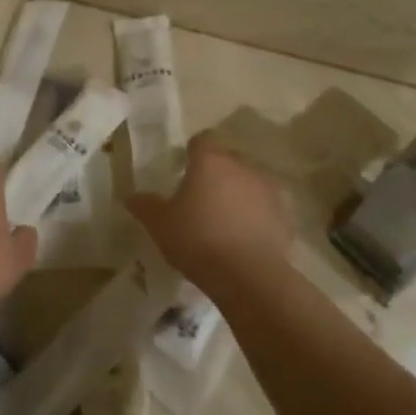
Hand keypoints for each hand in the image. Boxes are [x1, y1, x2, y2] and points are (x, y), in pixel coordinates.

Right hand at [127, 133, 292, 289]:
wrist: (248, 275)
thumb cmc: (197, 239)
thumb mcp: (159, 224)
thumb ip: (145, 206)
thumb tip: (131, 197)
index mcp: (210, 161)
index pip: (203, 139)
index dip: (192, 150)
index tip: (183, 167)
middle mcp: (242, 167)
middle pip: (227, 160)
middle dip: (215, 173)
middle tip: (199, 197)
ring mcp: (268, 190)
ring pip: (248, 183)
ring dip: (237, 194)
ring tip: (222, 220)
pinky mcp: (284, 216)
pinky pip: (264, 209)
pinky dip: (254, 217)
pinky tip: (242, 240)